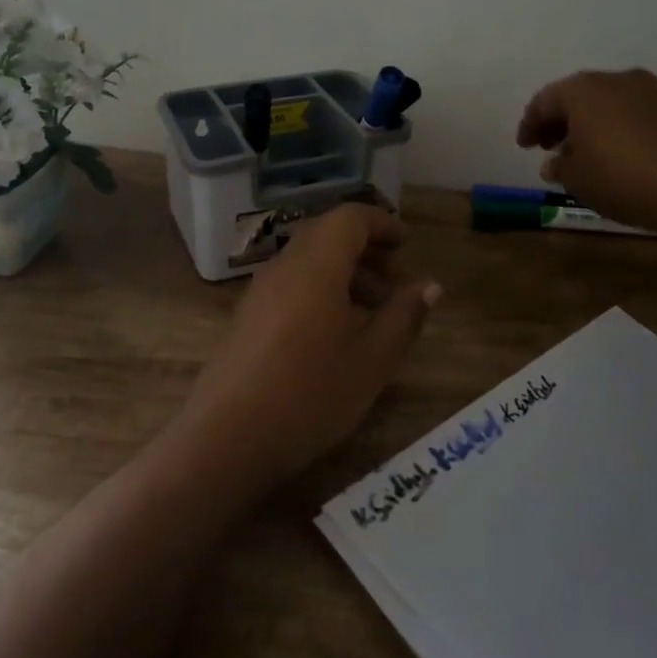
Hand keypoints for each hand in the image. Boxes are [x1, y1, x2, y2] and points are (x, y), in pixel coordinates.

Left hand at [176, 205, 440, 491]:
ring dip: (343, 274)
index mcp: (316, 265)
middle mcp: (284, 267)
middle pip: (326, 236)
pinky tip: (334, 335)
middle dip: (365, 250)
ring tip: (372, 313)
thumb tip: (430, 285)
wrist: (226, 439)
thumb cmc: (311, 394)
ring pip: (307, 263)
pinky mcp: (246, 319)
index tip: (407, 245)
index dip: (381, 224)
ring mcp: (259, 293)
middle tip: (395, 282)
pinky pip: (290, 286)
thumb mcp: (372, 360)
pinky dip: (319, 292)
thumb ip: (404, 316)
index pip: (349, 218)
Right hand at [516, 68, 656, 245]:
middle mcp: (615, 79)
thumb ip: (559, 165)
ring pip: (607, 102)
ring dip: (590, 123)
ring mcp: (650, 90)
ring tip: (583, 152)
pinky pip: (632, 111)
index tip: (524, 146)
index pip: (544, 101)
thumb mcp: (577, 180)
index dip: (530, 124)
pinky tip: (616, 152)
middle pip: (577, 96)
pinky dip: (616, 126)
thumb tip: (555, 160)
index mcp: (582, 90)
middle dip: (560, 120)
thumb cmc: (623, 180)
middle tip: (549, 146)